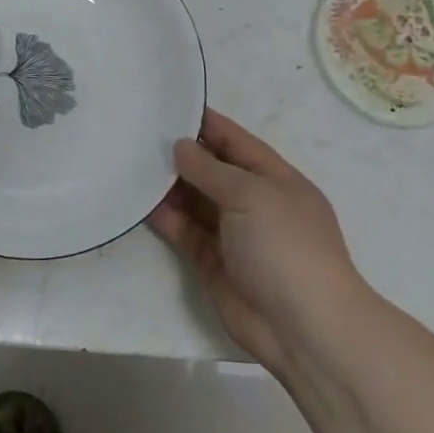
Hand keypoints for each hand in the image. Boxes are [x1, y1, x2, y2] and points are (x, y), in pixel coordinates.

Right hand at [148, 109, 362, 376]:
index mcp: (275, 180)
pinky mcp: (212, 261)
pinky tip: (137, 201)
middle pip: (212, 170)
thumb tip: (180, 146)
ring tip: (130, 162)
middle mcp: (253, 202)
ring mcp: (232, 233)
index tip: (171, 104)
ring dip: (167, 184)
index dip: (207, 123)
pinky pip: (183, 230)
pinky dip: (163, 216)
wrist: (303, 328)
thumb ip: (211, 170)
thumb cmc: (286, 248)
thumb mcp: (252, 196)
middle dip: (181, 153)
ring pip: (193, 200)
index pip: (236, 142)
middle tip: (138, 134)